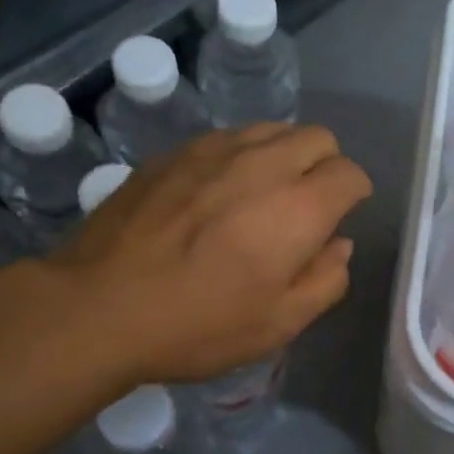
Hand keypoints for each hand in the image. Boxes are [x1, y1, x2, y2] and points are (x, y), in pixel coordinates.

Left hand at [50, 124, 372, 384]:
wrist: (99, 307)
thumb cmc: (199, 324)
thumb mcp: (279, 324)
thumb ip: (326, 280)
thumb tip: (338, 245)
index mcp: (298, 208)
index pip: (350, 174)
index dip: (354, 195)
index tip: (339, 218)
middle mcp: (263, 164)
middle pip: (318, 138)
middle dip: (325, 166)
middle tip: (305, 206)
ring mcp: (213, 151)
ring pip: (272, 129)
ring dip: (284, 155)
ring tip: (263, 195)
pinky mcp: (173, 153)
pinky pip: (227, 138)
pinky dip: (241, 156)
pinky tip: (217, 193)